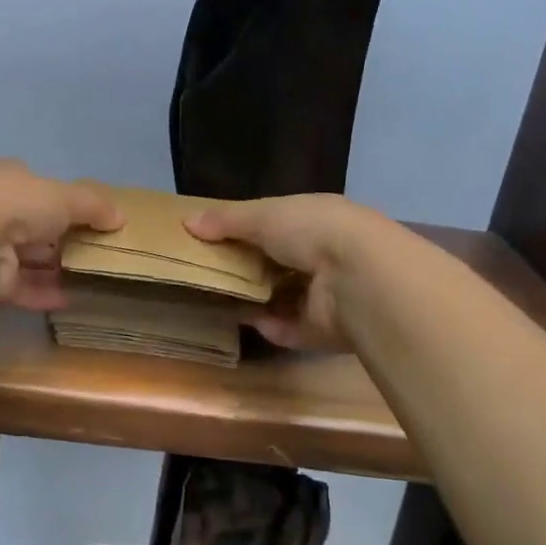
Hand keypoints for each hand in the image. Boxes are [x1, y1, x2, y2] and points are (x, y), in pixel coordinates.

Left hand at [0, 160, 123, 309]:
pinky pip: (22, 288)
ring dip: (56, 270)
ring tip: (91, 281)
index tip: (91, 221)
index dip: (64, 204)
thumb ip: (94, 205)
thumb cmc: (20, 203)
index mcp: (9, 179)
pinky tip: (71, 300)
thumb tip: (121, 218)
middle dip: (63, 241)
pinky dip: (45, 293)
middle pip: (35, 228)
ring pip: (29, 260)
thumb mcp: (66, 196)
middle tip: (97, 255)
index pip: (39, 190)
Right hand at [186, 194, 377, 351]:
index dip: (249, 229)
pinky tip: (247, 321)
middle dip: (250, 267)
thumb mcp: (262, 215)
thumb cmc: (311, 231)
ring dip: (258, 300)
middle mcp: (327, 255)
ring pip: (286, 297)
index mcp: (318, 220)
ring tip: (219, 299)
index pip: (280, 223)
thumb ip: (225, 220)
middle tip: (211, 272)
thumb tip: (187, 223)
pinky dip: (271, 326)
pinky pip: (292, 329)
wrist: (359, 278)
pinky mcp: (327, 330)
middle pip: (281, 262)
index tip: (216, 237)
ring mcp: (330, 294)